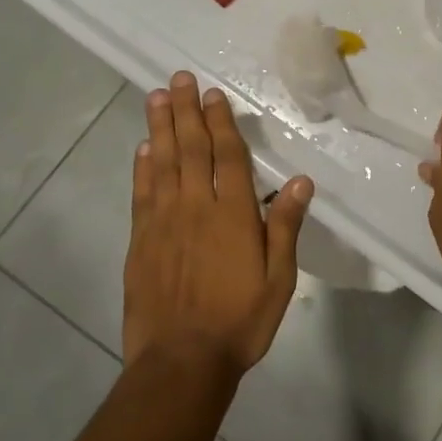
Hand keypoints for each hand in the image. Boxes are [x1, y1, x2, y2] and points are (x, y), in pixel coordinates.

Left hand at [123, 72, 310, 377]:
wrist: (181, 362)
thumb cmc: (240, 321)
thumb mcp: (279, 279)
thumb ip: (285, 226)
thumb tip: (300, 181)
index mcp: (233, 214)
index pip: (227, 156)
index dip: (220, 122)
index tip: (213, 94)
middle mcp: (196, 207)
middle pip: (191, 148)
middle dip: (186, 111)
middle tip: (179, 78)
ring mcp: (163, 222)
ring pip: (162, 162)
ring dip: (160, 127)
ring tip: (156, 97)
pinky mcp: (141, 240)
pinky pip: (142, 193)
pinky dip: (143, 167)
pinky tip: (143, 148)